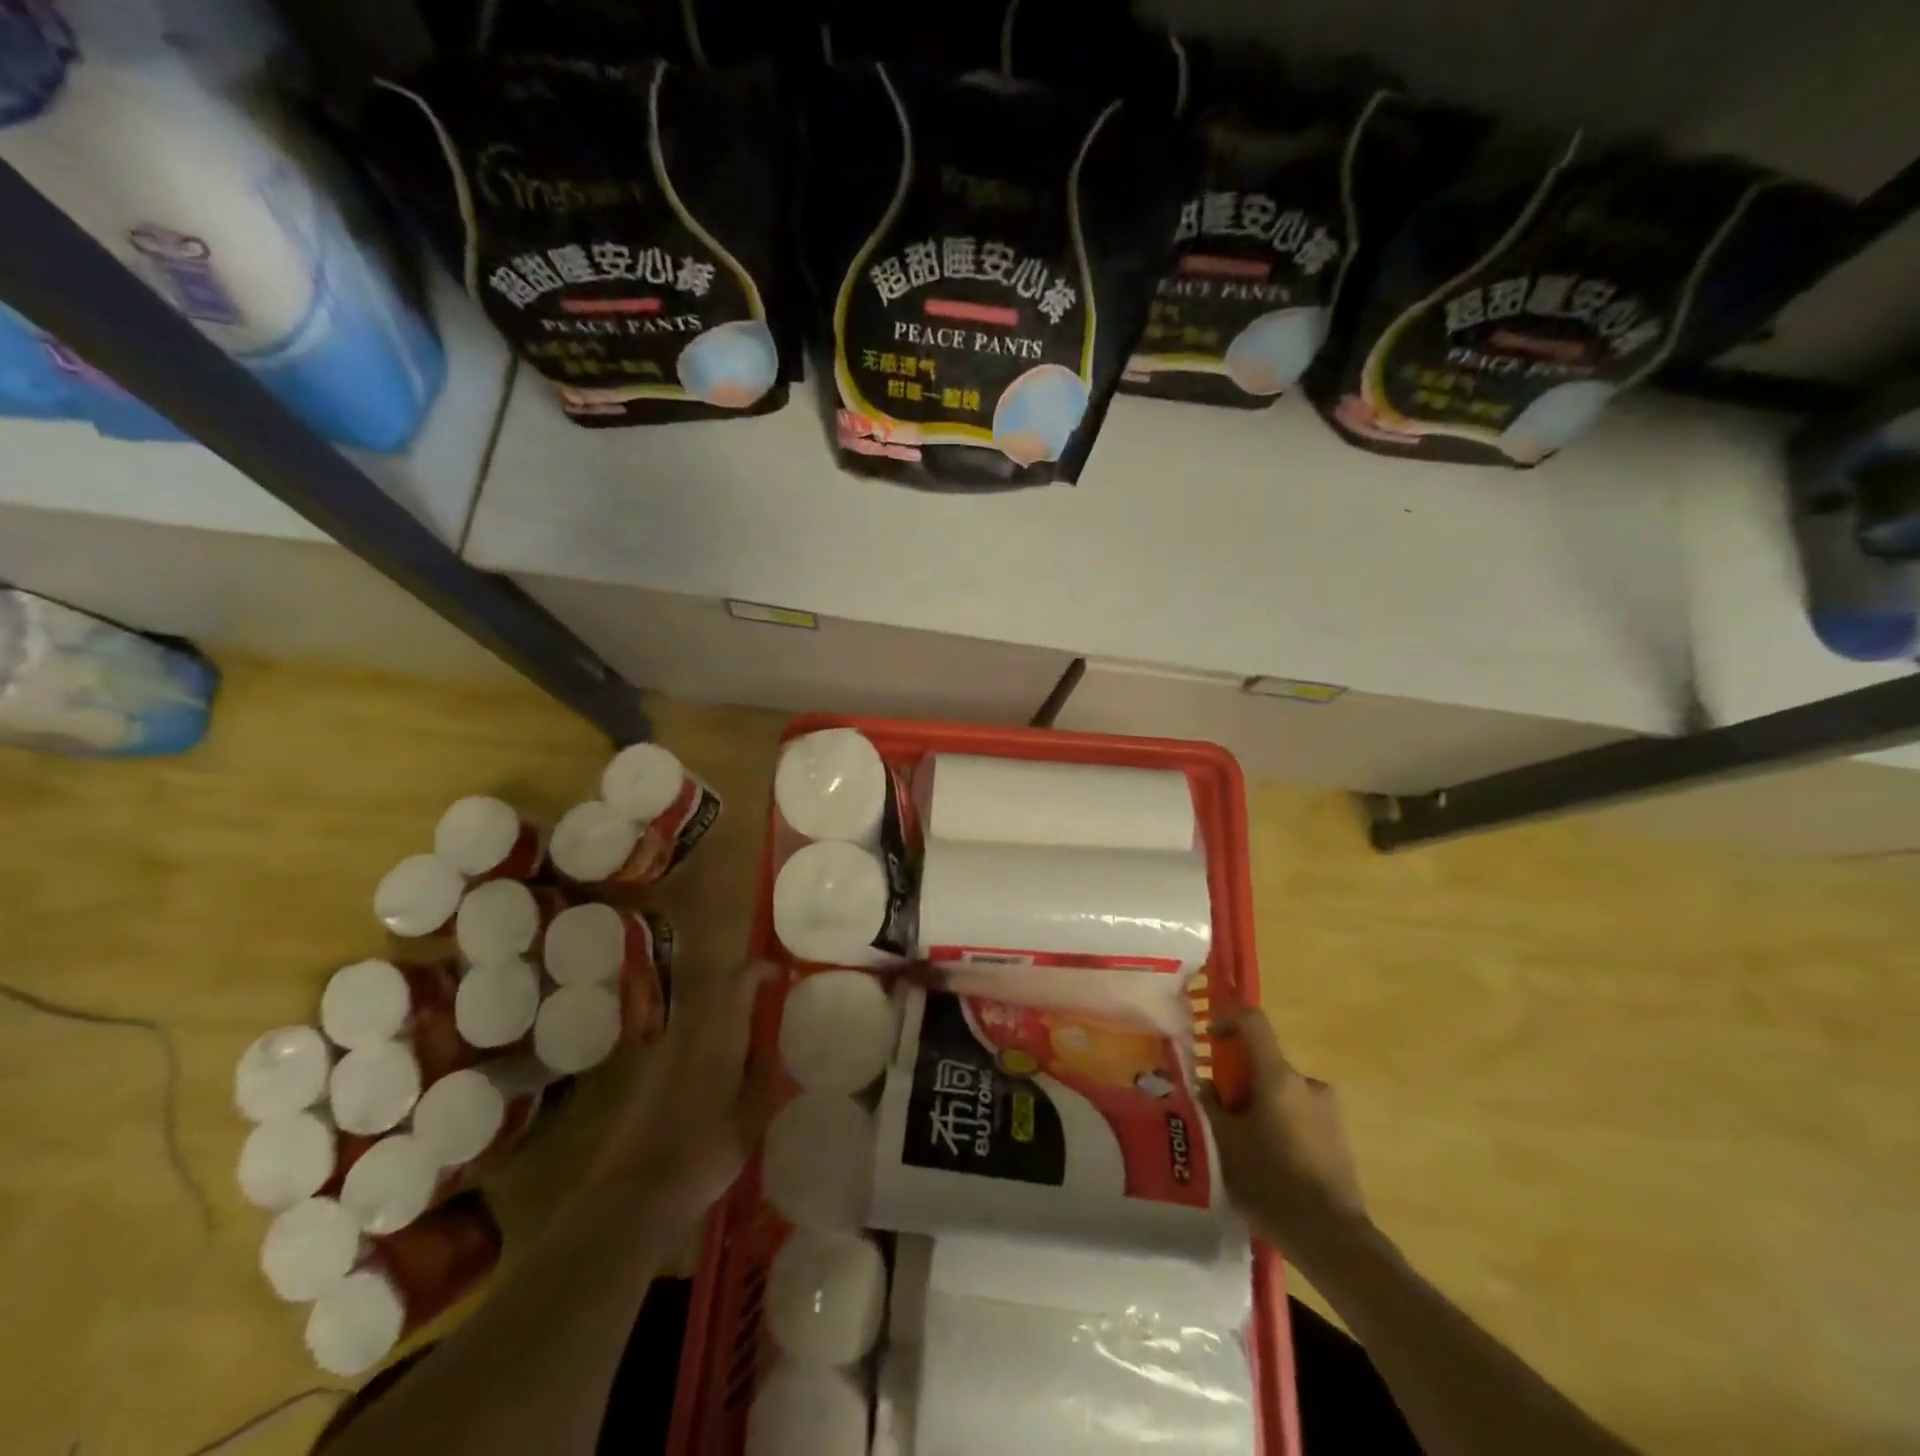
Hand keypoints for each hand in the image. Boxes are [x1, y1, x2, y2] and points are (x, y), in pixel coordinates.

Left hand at [605, 958, 774, 1211]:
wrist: (635, 1195)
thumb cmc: (703, 1154)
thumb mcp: (749, 1121)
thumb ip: (764, 1081)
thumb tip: (774, 1052)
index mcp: (719, 1037)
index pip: (740, 982)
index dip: (760, 971)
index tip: (779, 977)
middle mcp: (688, 1033)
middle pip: (716, 995)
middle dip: (740, 996)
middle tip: (763, 1014)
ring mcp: (660, 1052)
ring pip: (696, 1020)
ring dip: (719, 1021)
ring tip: (740, 1048)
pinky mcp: (642, 1075)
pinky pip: (678, 1044)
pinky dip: (698, 1046)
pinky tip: (707, 1077)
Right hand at [1202, 1009, 1370, 1265]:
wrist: (1333, 1239)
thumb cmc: (1271, 1182)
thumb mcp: (1224, 1143)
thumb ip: (1211, 1106)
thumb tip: (1206, 1084)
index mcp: (1278, 1076)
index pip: (1253, 1021)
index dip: (1229, 1017)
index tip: (1210, 1034)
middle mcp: (1307, 1083)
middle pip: (1266, 1063)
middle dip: (1240, 1079)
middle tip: (1220, 1111)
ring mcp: (1329, 1111)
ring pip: (1282, 1093)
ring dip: (1261, 1106)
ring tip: (1244, 1146)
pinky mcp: (1340, 1138)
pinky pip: (1300, 1116)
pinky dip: (1281, 1126)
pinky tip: (1270, 1165)